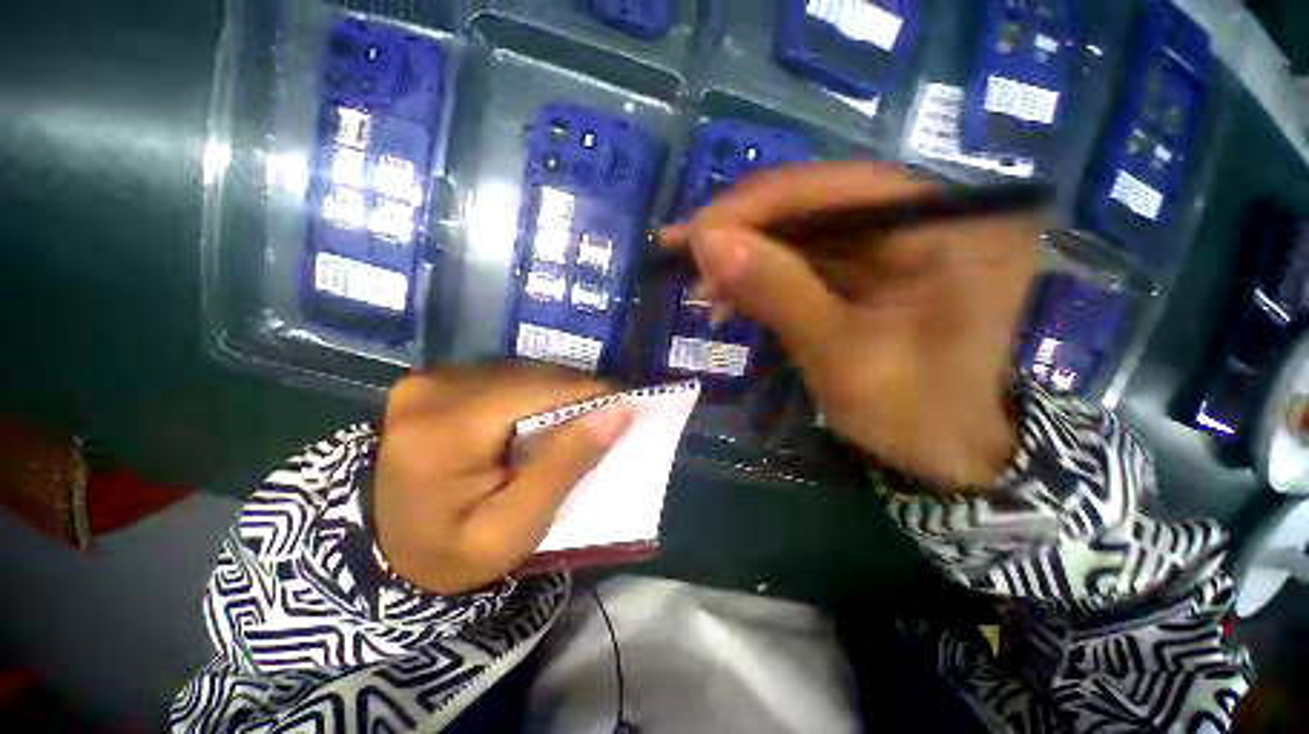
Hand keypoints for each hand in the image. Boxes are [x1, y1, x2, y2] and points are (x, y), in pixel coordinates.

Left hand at [373, 362, 629, 594]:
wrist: (389, 552)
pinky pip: (501, 376)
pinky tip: (538, 417)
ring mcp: (427, 380)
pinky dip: (530, 393)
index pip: (538, 391)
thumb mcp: (517, 526)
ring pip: (519, 371)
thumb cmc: (454, 553)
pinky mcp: (432, 380)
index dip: (589, 393)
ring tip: (575, 420)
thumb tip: (618, 411)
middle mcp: (432, 389)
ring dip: (554, 393)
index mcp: (445, 431)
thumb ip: (567, 464)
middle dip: (573, 394)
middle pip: (529, 376)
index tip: (624, 406)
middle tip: (602, 419)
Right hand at [662, 162, 1043, 489]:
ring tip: (702, 287)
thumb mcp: (841, 357)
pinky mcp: (872, 268)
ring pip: (804, 232)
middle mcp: (927, 217)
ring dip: (747, 257)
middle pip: (817, 204)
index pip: (837, 188)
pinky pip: (808, 259)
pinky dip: (763, 276)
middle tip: (685, 256)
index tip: (695, 234)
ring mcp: (898, 242)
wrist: (951, 456)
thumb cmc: (914, 416)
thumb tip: (707, 242)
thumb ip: (778, 292)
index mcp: (948, 227)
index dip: (757, 207)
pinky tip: (730, 296)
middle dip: (745, 233)